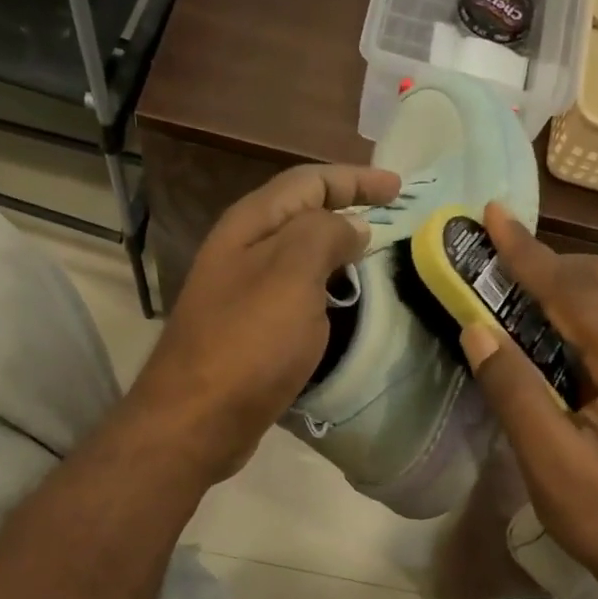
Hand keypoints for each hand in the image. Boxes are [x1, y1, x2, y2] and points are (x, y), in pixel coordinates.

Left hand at [127, 163, 401, 481]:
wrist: (197, 419)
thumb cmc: (248, 342)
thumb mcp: (293, 273)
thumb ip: (325, 235)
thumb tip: (352, 226)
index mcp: (250, 225)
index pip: (308, 181)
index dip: (355, 179)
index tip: (400, 189)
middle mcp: (242, 252)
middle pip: (302, 216)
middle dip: (347, 211)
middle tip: (393, 223)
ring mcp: (242, 293)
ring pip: (299, 258)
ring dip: (337, 254)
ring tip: (377, 261)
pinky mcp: (249, 332)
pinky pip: (296, 296)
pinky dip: (325, 292)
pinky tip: (345, 307)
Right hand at [459, 202, 597, 598]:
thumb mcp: (549, 462)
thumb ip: (514, 389)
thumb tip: (476, 328)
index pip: (578, 292)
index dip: (529, 254)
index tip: (493, 215)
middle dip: (549, 262)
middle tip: (495, 258)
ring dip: (568, 281)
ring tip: (517, 286)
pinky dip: (587, 306)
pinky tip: (556, 325)